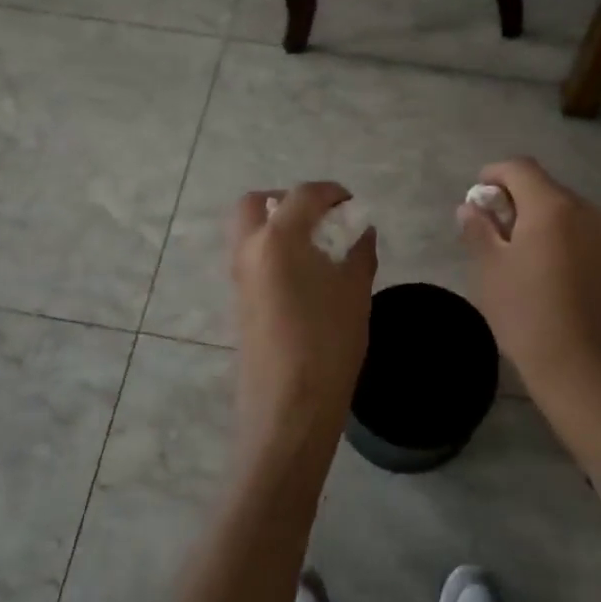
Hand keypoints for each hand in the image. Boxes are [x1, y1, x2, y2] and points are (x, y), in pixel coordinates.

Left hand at [230, 183, 377, 475]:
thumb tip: (362, 231)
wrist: (288, 409)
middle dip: (287, 201)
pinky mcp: (238, 302)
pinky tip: (305, 277)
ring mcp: (238, 277)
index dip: (331, 192)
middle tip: (320, 219)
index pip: (303, 195)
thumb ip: (359, 253)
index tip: (352, 204)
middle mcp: (249, 250)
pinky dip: (273, 251)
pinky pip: (251, 258)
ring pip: (249, 231)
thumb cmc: (328, 344)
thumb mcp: (355, 293)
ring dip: (278, 226)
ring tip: (317, 249)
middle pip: (257, 204)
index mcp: (279, 239)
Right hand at [458, 159, 600, 434]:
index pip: (519, 167)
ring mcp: (600, 233)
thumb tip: (470, 206)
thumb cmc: (527, 313)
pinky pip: (572, 228)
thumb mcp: (490, 268)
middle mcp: (582, 209)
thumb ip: (478, 229)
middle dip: (510, 197)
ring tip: (507, 251)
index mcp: (552, 205)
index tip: (474, 200)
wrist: (583, 368)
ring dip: (530, 216)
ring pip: (557, 207)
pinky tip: (534, 267)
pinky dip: (549, 233)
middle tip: (485, 229)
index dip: (492, 175)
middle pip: (540, 185)